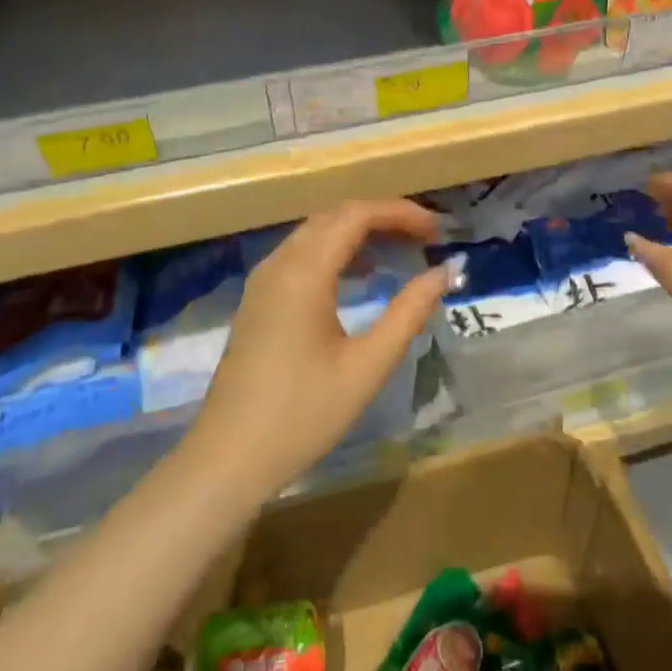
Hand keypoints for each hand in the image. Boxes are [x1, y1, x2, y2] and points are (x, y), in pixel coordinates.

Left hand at [183, 200, 448, 502]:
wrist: (228, 458)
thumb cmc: (303, 415)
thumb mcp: (367, 366)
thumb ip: (408, 312)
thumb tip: (443, 272)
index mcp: (304, 273)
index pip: (357, 215)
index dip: (400, 213)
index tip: (437, 230)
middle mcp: (279, 264)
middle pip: (335, 215)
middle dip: (382, 217)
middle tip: (424, 237)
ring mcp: (263, 280)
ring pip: (316, 232)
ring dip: (359, 231)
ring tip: (400, 250)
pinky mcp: (258, 299)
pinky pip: (301, 253)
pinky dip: (336, 250)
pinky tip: (360, 276)